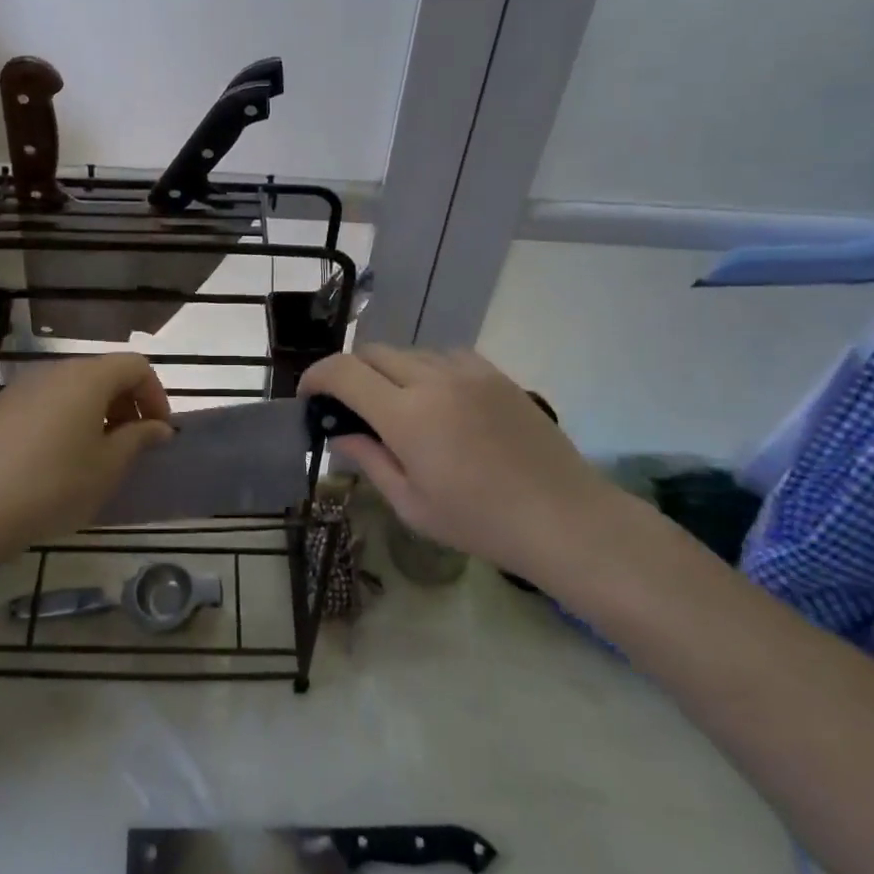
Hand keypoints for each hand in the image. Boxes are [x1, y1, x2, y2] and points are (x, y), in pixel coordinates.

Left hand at [0, 354, 173, 554]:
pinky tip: (55, 460)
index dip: (156, 395)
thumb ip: (138, 439)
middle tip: (132, 444)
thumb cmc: (54, 485)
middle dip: (126, 403)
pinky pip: (44, 403)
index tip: (159, 432)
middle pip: (102, 373)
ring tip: (96, 454)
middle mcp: (54, 371)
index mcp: (87, 377)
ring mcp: (21, 387)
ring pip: (71, 388)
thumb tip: (159, 427)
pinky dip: (63, 419)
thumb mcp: (107, 467)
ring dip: (95, 412)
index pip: (135, 366)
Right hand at [300, 347, 616, 581]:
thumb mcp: (412, 504)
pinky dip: (427, 369)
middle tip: (349, 406)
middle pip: (373, 352)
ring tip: (396, 406)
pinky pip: (446, 355)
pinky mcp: (495, 374)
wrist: (564, 517)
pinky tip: (438, 400)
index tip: (309, 396)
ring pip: (409, 351)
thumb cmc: (480, 522)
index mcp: (406, 415)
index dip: (316, 377)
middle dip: (350, 372)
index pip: (344, 372)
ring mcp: (468, 372)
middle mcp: (432, 380)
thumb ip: (369, 460)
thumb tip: (340, 435)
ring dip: (389, 371)